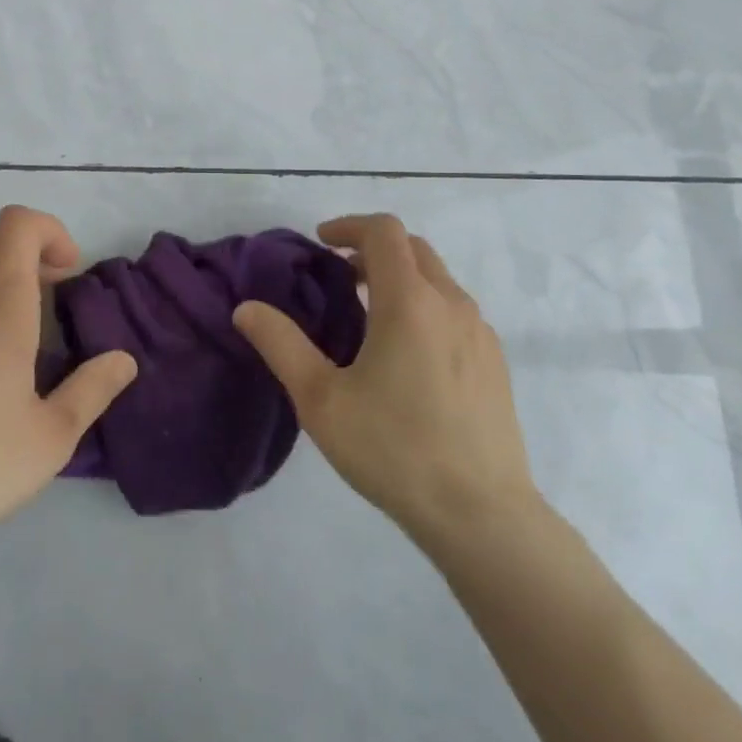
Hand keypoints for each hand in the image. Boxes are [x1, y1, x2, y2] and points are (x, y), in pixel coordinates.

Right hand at [234, 213, 538, 548]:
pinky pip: (456, 312)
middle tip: (338, 276)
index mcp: (410, 302)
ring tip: (367, 316)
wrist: (482, 516)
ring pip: (438, 280)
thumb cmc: (394, 449)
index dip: (349, 225)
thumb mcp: (321, 399)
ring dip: (401, 278)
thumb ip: (281, 345)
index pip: (384, 231)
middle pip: (414, 249)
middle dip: (373, 249)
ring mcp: (481, 334)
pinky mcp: (496, 363)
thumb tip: (246, 308)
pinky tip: (407, 356)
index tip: (321, 242)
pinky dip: (425, 306)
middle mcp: (452, 305)